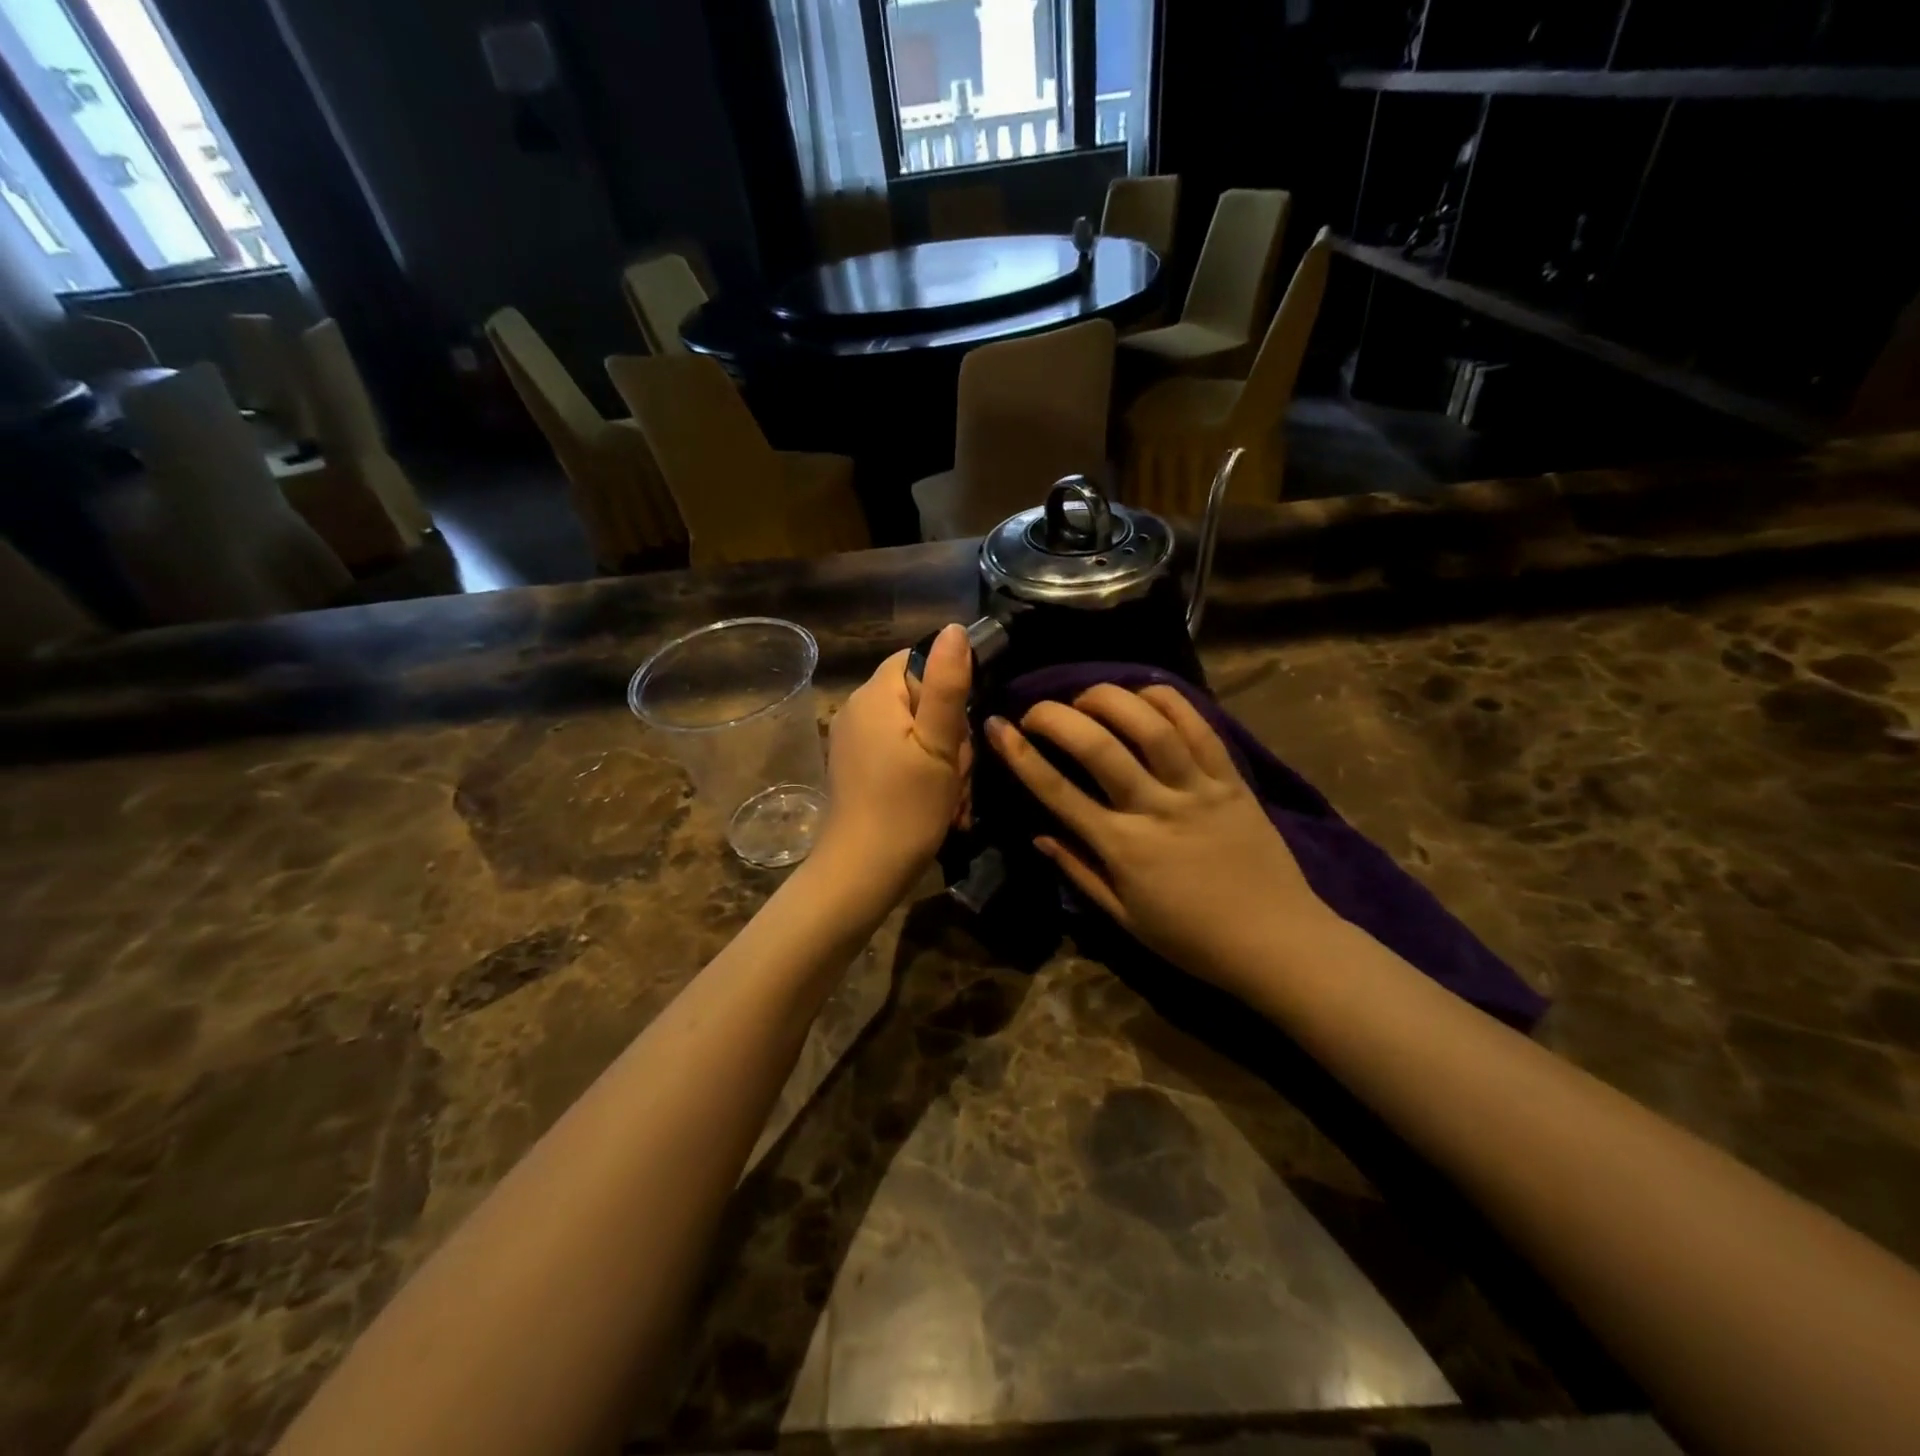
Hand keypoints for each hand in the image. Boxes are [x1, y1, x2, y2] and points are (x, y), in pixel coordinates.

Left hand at [820, 624, 971, 880]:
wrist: (862, 873)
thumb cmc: (907, 807)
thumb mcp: (940, 744)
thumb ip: (948, 684)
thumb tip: (955, 628)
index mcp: (875, 695)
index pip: (918, 660)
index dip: (948, 688)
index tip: (960, 728)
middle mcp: (857, 710)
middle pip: (921, 699)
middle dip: (950, 734)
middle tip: (956, 773)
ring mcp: (854, 741)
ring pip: (916, 732)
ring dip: (942, 761)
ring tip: (949, 797)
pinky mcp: (857, 768)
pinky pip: (900, 754)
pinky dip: (923, 775)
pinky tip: (935, 805)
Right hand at [986, 684, 1335, 998]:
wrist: (1279, 942)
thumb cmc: (1193, 939)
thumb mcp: (1125, 918)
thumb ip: (1079, 871)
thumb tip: (1037, 835)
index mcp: (1123, 848)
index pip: (1057, 792)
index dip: (1020, 756)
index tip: (997, 727)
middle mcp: (1156, 809)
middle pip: (1097, 747)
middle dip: (1056, 716)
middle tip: (1036, 708)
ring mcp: (1198, 789)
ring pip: (1149, 726)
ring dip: (1109, 699)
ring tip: (1086, 696)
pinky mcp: (1232, 778)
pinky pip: (1199, 727)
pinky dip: (1167, 701)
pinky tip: (1143, 693)